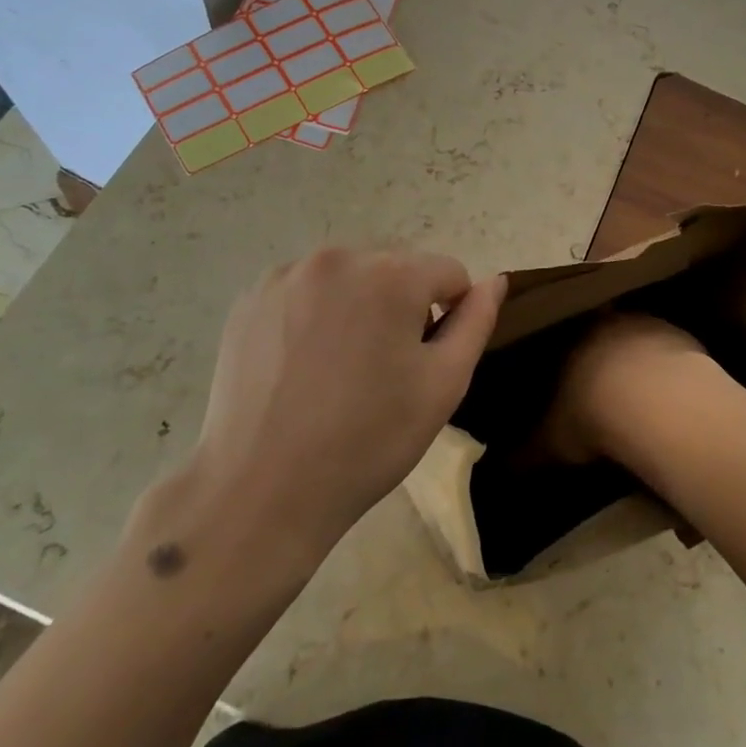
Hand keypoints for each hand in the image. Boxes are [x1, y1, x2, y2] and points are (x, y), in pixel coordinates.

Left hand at [178, 248, 505, 559]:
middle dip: (403, 305)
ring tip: (340, 367)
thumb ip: (476, 321)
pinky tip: (302, 364)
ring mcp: (287, 275)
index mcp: (393, 273)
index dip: (449, 315)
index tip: (425, 363)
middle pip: (396, 268)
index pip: (448, 273)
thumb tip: (494, 280)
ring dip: (358, 305)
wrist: (263, 489)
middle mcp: (339, 257)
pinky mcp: (251, 298)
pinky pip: (304, 290)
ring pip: (349, 277)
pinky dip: (314, 314)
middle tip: (383, 370)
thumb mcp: (443, 384)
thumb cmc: (369, 439)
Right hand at [540, 312, 713, 463]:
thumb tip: (503, 468)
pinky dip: (668, 371)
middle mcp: (607, 320)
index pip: (560, 339)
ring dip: (638, 359)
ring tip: (639, 395)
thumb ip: (527, 451)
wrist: (657, 403)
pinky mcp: (684, 338)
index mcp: (568, 336)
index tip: (564, 378)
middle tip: (602, 385)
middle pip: (601, 332)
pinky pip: (671, 352)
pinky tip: (670, 398)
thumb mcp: (551, 442)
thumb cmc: (592, 415)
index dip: (562, 359)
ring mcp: (649, 324)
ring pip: (638, 337)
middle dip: (601, 355)